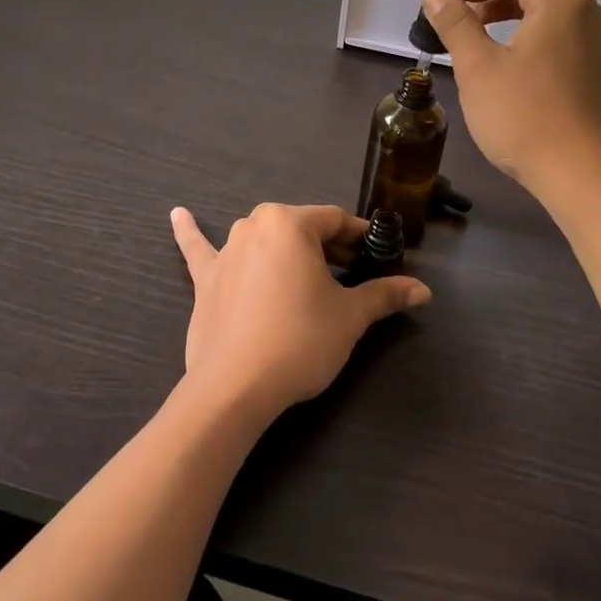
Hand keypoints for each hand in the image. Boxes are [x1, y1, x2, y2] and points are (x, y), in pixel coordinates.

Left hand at [170, 203, 431, 422]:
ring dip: (283, 249)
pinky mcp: (205, 279)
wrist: (236, 386)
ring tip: (303, 267)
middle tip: (351, 275)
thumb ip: (385, 295)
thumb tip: (423, 290)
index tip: (378, 255)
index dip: (360, 238)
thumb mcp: (350, 317)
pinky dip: (190, 232)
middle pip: (301, 230)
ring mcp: (226, 251)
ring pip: (264, 240)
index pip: (335, 221)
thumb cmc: (300, 340)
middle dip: (327, 248)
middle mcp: (254, 225)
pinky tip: (177, 214)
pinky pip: (199, 249)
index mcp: (290, 223)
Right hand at [421, 0, 600, 208]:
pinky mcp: (590, 60)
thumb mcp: (478, 69)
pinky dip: (527, 19)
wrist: (581, 176)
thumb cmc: (525, 119)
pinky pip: (557, 20)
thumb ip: (456, 24)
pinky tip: (501, 47)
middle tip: (461, 3)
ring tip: (473, 24)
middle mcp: (583, 7)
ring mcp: (592, 35)